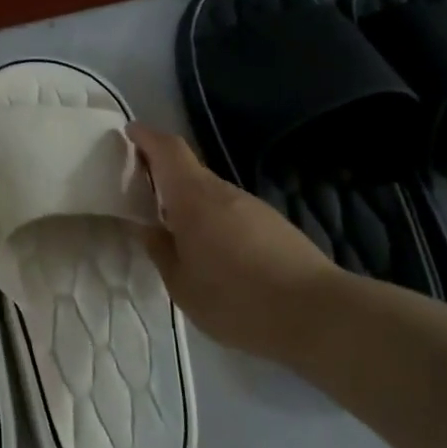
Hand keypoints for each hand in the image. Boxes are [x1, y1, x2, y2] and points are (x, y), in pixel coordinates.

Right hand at [127, 123, 337, 358]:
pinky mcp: (274, 225)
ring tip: (174, 230)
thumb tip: (148, 227)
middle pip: (189, 170)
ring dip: (189, 201)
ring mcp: (253, 207)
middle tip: (141, 192)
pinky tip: (212, 252)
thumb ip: (161, 250)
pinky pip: (231, 212)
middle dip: (163, 173)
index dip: (148, 137)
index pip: (169, 150)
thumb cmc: (235, 299)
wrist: (316, 313)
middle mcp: (224, 192)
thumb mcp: (182, 284)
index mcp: (194, 199)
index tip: (130, 133)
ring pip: (211, 193)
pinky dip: (212, 219)